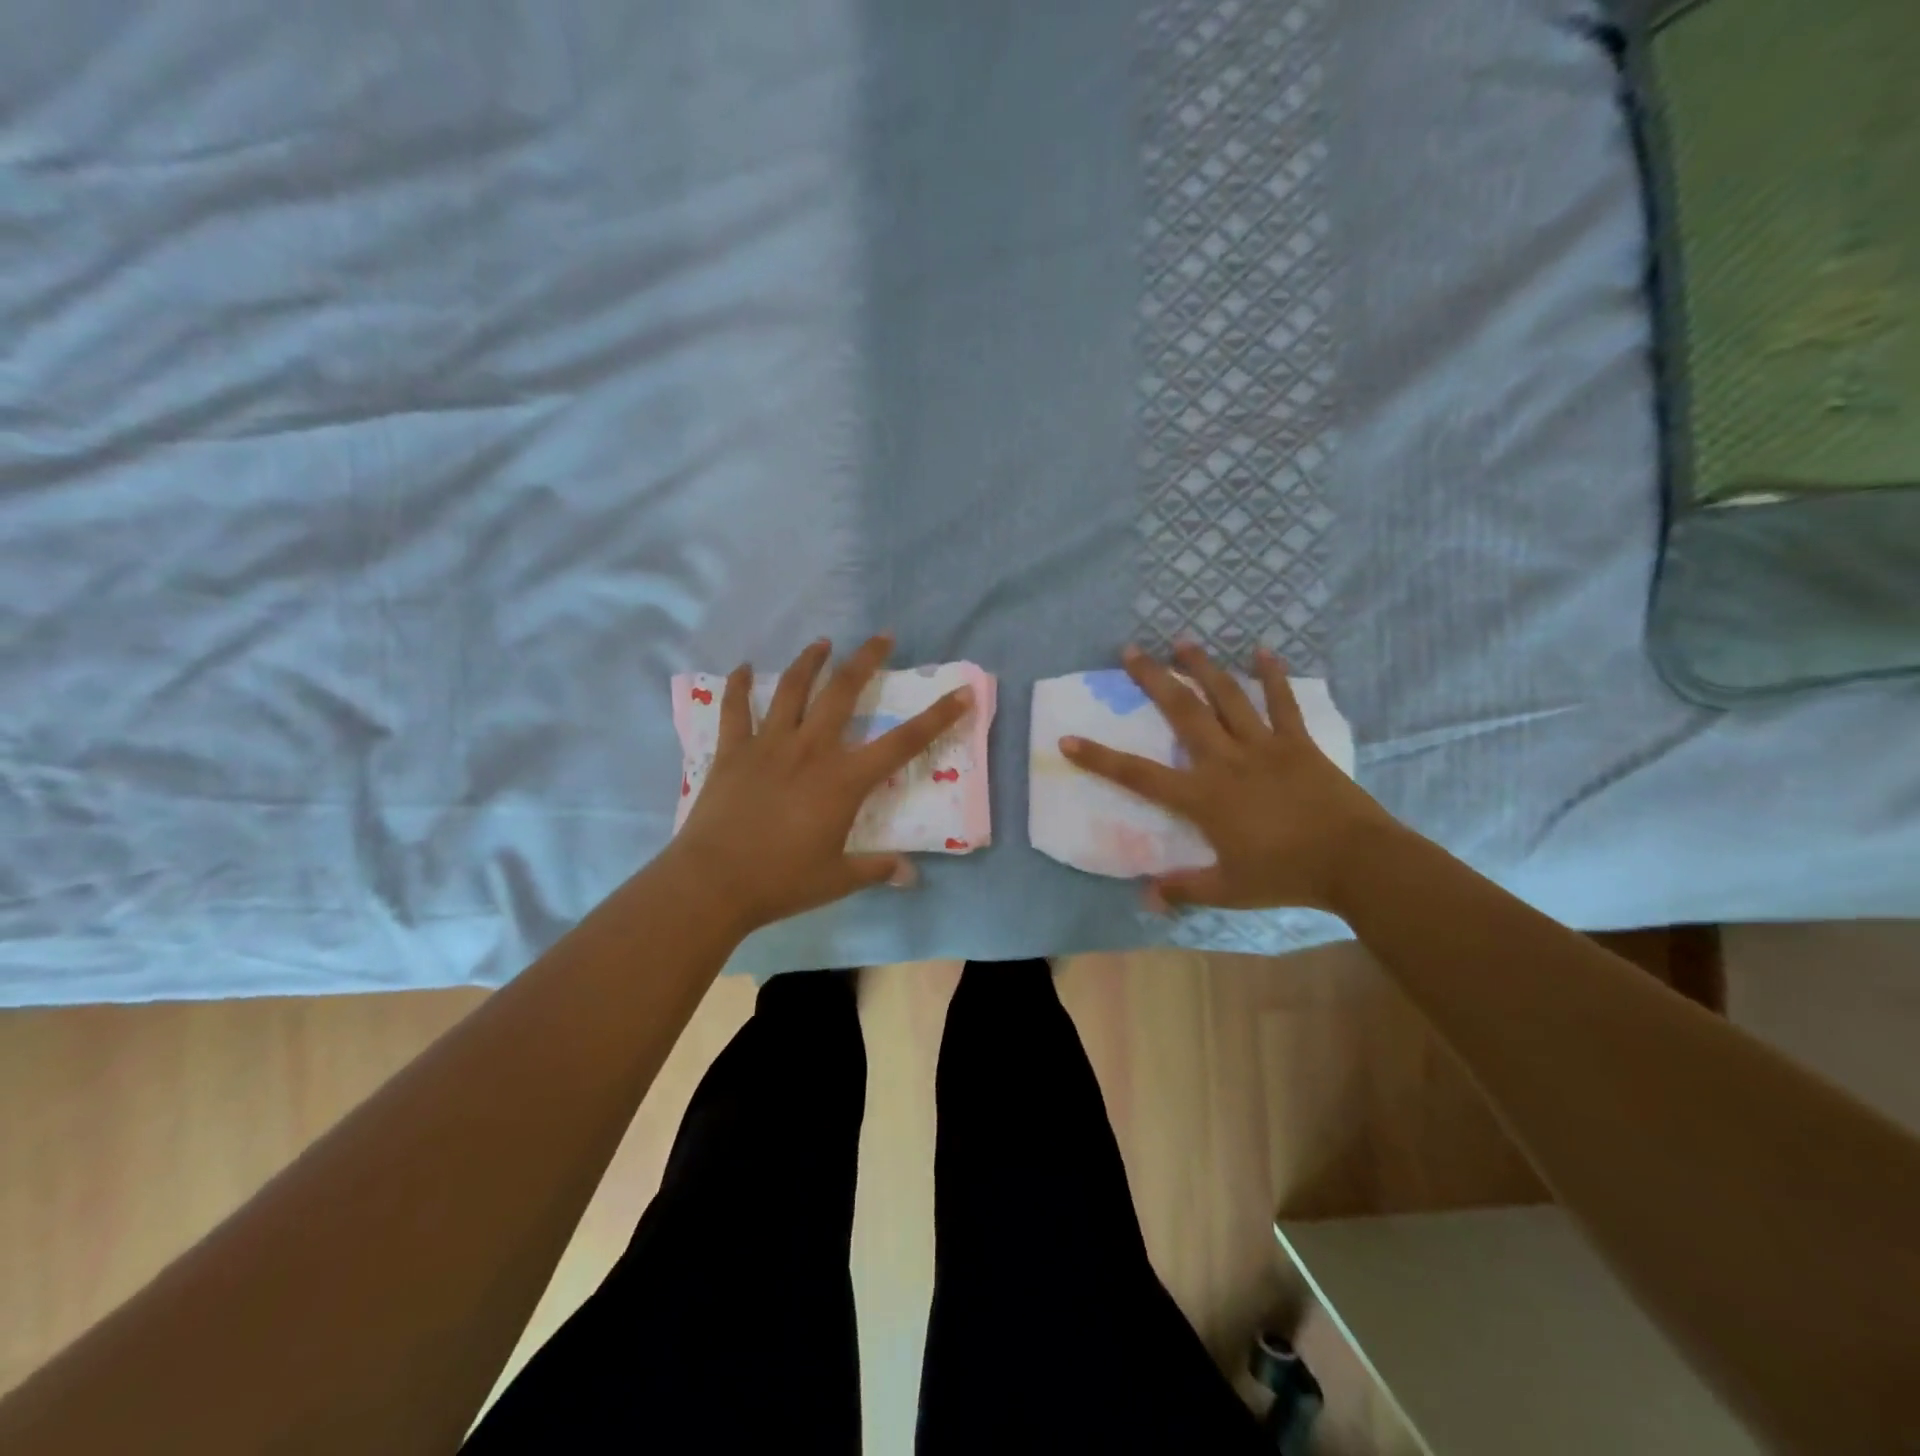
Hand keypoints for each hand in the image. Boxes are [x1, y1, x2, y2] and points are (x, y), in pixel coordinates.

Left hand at [665, 635, 973, 934]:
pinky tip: (745, 668)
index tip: (962, 692)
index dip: (937, 717)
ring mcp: (769, 745)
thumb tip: (910, 875)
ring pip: (793, 689)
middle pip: (844, 692)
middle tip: (882, 637)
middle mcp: (811, 750)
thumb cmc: (781, 881)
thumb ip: (877, 869)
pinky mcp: (733, 751)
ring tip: (823, 642)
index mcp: (844, 780)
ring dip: (810, 661)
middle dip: (867, 660)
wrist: (713, 883)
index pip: (902, 743)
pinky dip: (739, 686)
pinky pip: (736, 710)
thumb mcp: (837, 879)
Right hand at [1060, 643, 1397, 913]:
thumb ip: (1184, 889)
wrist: (1356, 862)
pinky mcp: (1297, 743)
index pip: (1138, 775)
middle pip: (1182, 712)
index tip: (1068, 739)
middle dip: (1153, 679)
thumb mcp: (1229, 890)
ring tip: (1183, 641)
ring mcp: (1263, 746)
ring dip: (1203, 667)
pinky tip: (1263, 651)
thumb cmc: (1286, 875)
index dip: (1100, 758)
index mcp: (1202, 796)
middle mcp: (1225, 760)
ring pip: (1227, 697)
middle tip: (1131, 650)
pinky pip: (1283, 703)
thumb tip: (1144, 899)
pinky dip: (1272, 676)